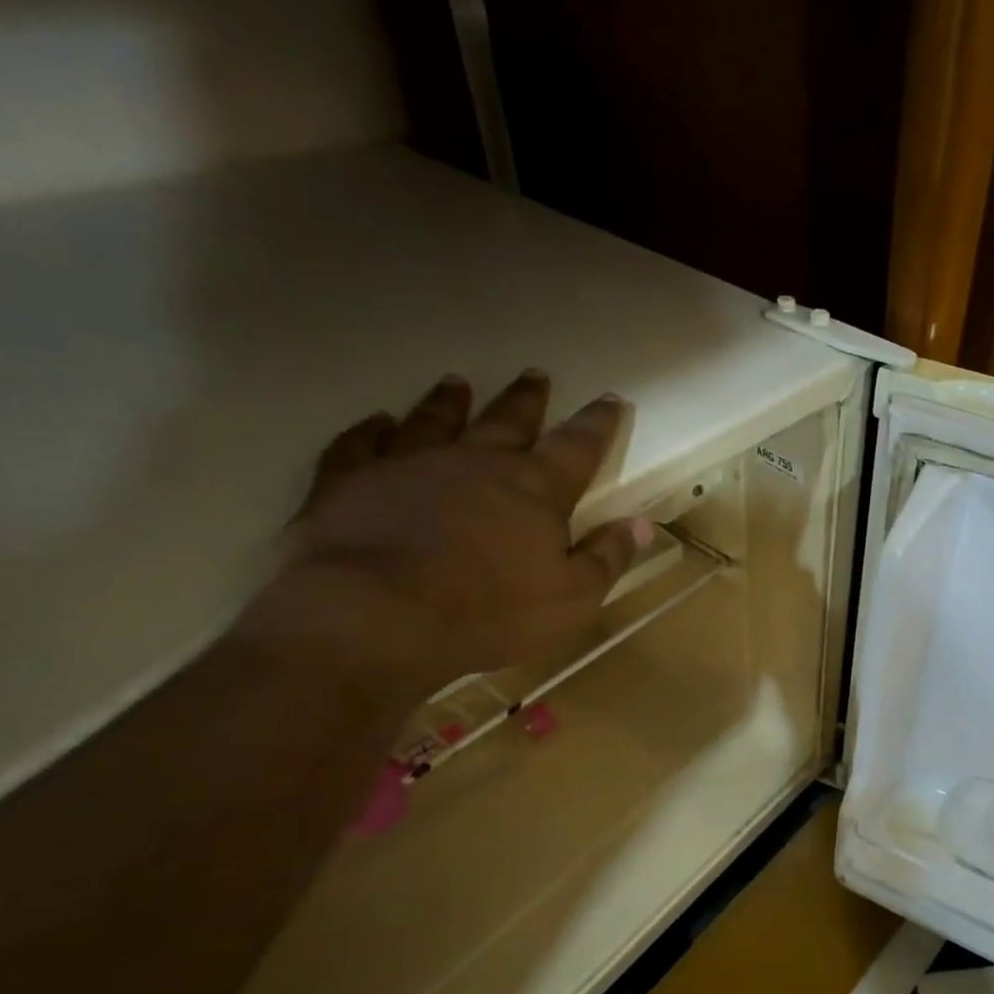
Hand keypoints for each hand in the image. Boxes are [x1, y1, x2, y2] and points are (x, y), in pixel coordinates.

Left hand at [235, 371, 650, 699]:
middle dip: (527, 400)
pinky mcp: (351, 480)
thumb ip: (607, 557)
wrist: (374, 618)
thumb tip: (643, 523)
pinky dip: (372, 430)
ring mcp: (409, 464)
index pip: (577, 447)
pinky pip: (362, 443)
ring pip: (436, 420)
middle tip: (536, 375)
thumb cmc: (488, 613)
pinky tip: (377, 421)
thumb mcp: (572, 598)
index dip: (597, 423)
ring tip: (457, 383)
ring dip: (450, 402)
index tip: (611, 400)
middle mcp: (475, 462)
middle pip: (508, 421)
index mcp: (534, 489)